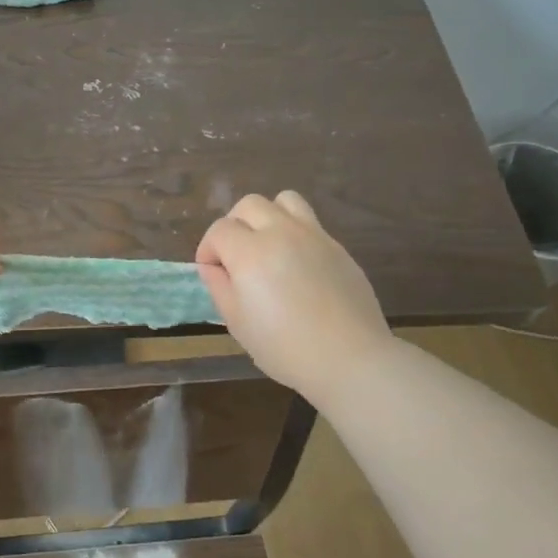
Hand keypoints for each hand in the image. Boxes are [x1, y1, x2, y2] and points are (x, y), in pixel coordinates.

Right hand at [196, 191, 391, 403]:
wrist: (348, 357)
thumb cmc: (284, 347)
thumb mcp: (237, 322)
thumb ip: (219, 287)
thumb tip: (213, 267)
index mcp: (250, 253)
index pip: (219, 230)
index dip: (208, 249)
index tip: (212, 272)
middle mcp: (281, 233)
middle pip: (249, 205)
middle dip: (234, 225)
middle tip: (235, 257)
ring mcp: (314, 236)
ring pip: (284, 200)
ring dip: (267, 217)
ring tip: (267, 246)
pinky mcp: (337, 246)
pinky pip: (309, 223)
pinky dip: (294, 233)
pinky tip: (296, 266)